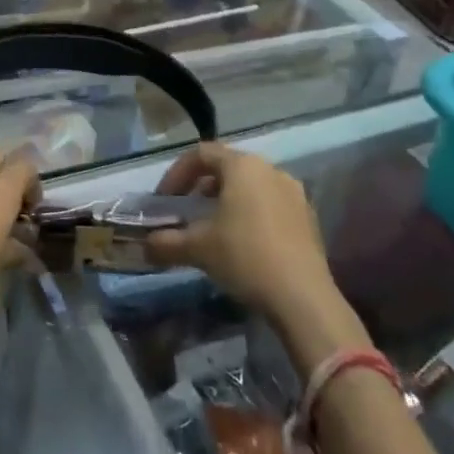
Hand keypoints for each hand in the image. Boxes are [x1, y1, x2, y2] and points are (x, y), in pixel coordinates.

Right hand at [146, 142, 369, 358]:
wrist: (304, 299)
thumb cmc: (245, 257)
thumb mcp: (198, 248)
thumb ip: (166, 242)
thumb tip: (145, 245)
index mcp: (242, 166)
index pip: (201, 154)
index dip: (177, 174)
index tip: (165, 200)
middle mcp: (270, 169)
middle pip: (227, 167)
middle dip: (202, 187)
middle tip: (187, 212)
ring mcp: (293, 193)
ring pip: (251, 186)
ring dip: (227, 201)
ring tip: (214, 229)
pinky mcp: (308, 218)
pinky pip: (271, 204)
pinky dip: (251, 214)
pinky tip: (244, 244)